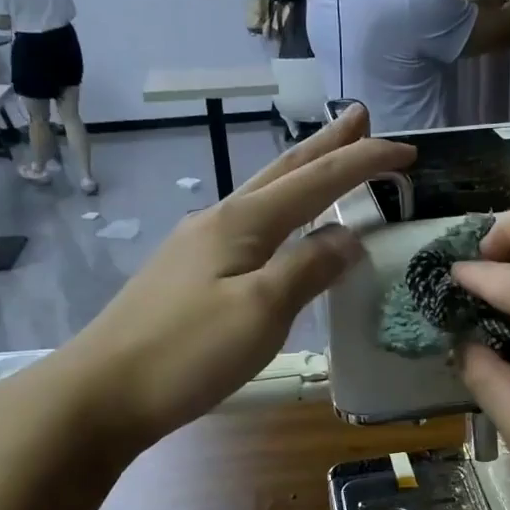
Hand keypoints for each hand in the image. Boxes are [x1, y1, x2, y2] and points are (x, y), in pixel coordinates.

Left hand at [0, 107, 413, 456]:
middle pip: (284, 171)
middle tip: (361, 117)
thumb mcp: (261, 311)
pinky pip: (250, 227)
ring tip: (330, 157)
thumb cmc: (187, 352)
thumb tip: (348, 238)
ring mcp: (199, 246)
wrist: (101, 393)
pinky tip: (280, 225)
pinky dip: (281, 211)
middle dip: (327, 144)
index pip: (317, 181)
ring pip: (264, 197)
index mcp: (243, 222)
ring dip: (302, 172)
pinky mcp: (189, 275)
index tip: (408, 152)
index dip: (363, 163)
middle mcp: (220, 221)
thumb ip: (309, 268)